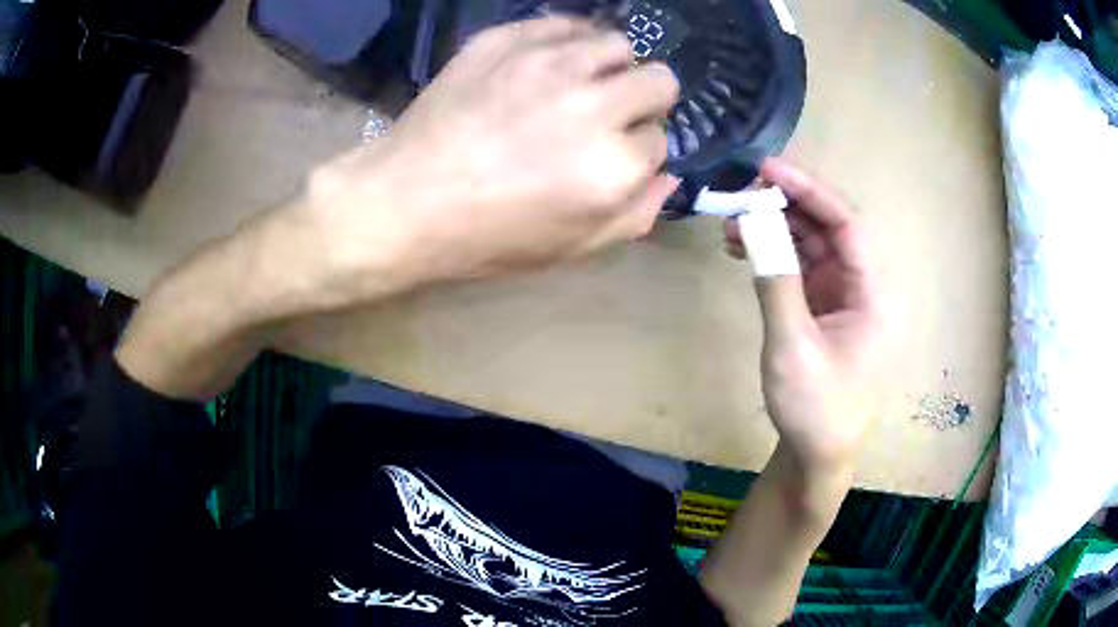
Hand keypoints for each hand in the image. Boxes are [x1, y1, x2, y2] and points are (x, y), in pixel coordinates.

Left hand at [289, 17, 679, 307]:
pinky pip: (565, 23)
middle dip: (644, 100)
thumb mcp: (571, 248)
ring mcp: (547, 64)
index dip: (638, 149)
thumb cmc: (486, 237)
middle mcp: (592, 106)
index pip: (660, 140)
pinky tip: (550, 61)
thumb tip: (669, 174)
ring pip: (619, 43)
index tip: (614, 154)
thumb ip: (635, 215)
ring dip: (610, 66)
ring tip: (580, 83)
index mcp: (612, 167)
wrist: (403, 202)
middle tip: (609, 113)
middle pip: (659, 81)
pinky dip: (569, 41)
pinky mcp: (506, 40)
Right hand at [724, 159, 885, 470]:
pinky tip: (744, 249)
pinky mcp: (824, 309)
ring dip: (775, 229)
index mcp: (873, 293)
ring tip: (733, 221)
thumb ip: (776, 283)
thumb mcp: (793, 348)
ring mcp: (843, 297)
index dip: (809, 190)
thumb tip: (752, 225)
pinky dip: (775, 255)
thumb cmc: (816, 408)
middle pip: (828, 229)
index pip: (846, 224)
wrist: (819, 455)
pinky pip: (801, 269)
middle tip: (741, 192)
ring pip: (812, 245)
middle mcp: (863, 286)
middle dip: (786, 206)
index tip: (767, 169)